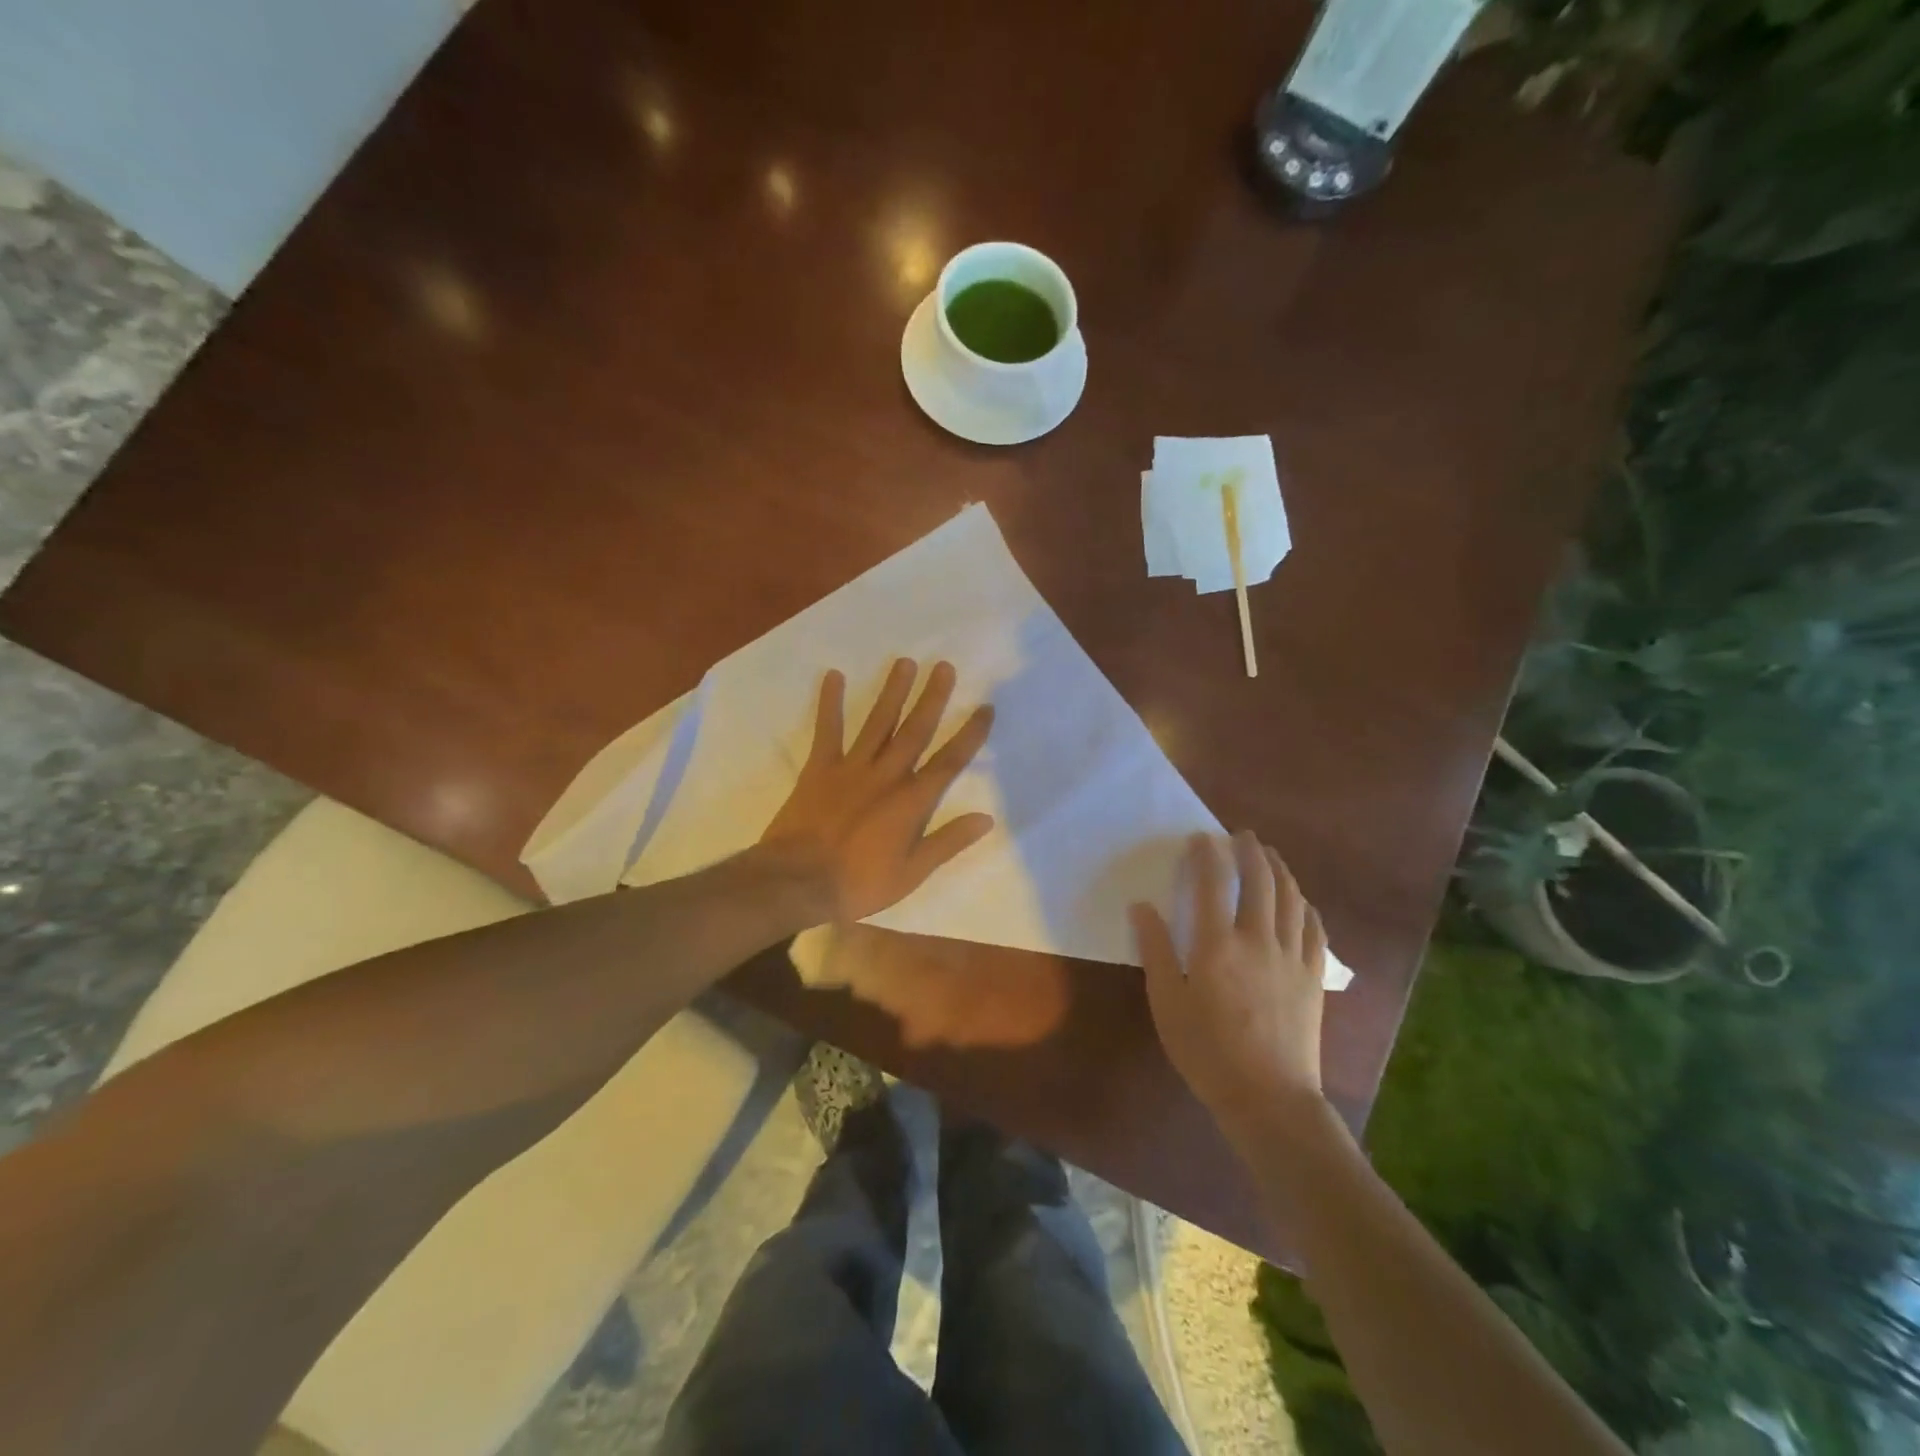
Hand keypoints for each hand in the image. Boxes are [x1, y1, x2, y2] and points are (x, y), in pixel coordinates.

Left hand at [760, 659, 995, 924]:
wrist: (797, 881)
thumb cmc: (858, 883)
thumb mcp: (911, 873)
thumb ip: (948, 842)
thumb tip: (987, 818)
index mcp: (911, 801)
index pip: (949, 761)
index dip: (969, 734)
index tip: (985, 708)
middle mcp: (886, 775)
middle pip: (915, 730)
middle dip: (932, 698)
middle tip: (943, 666)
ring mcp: (851, 767)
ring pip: (878, 722)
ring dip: (892, 692)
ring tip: (904, 662)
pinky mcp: (820, 768)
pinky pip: (827, 730)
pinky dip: (830, 703)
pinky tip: (834, 676)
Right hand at [1130, 832, 1329, 1147]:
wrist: (1269, 1099)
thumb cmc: (1207, 1052)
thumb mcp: (1167, 1003)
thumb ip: (1155, 950)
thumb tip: (1142, 906)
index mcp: (1217, 945)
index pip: (1213, 884)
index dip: (1207, 855)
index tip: (1200, 838)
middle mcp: (1258, 940)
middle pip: (1259, 881)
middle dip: (1249, 851)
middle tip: (1240, 835)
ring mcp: (1292, 957)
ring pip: (1291, 898)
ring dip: (1280, 869)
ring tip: (1269, 854)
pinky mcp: (1314, 977)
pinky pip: (1315, 929)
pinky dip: (1306, 905)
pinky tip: (1300, 900)